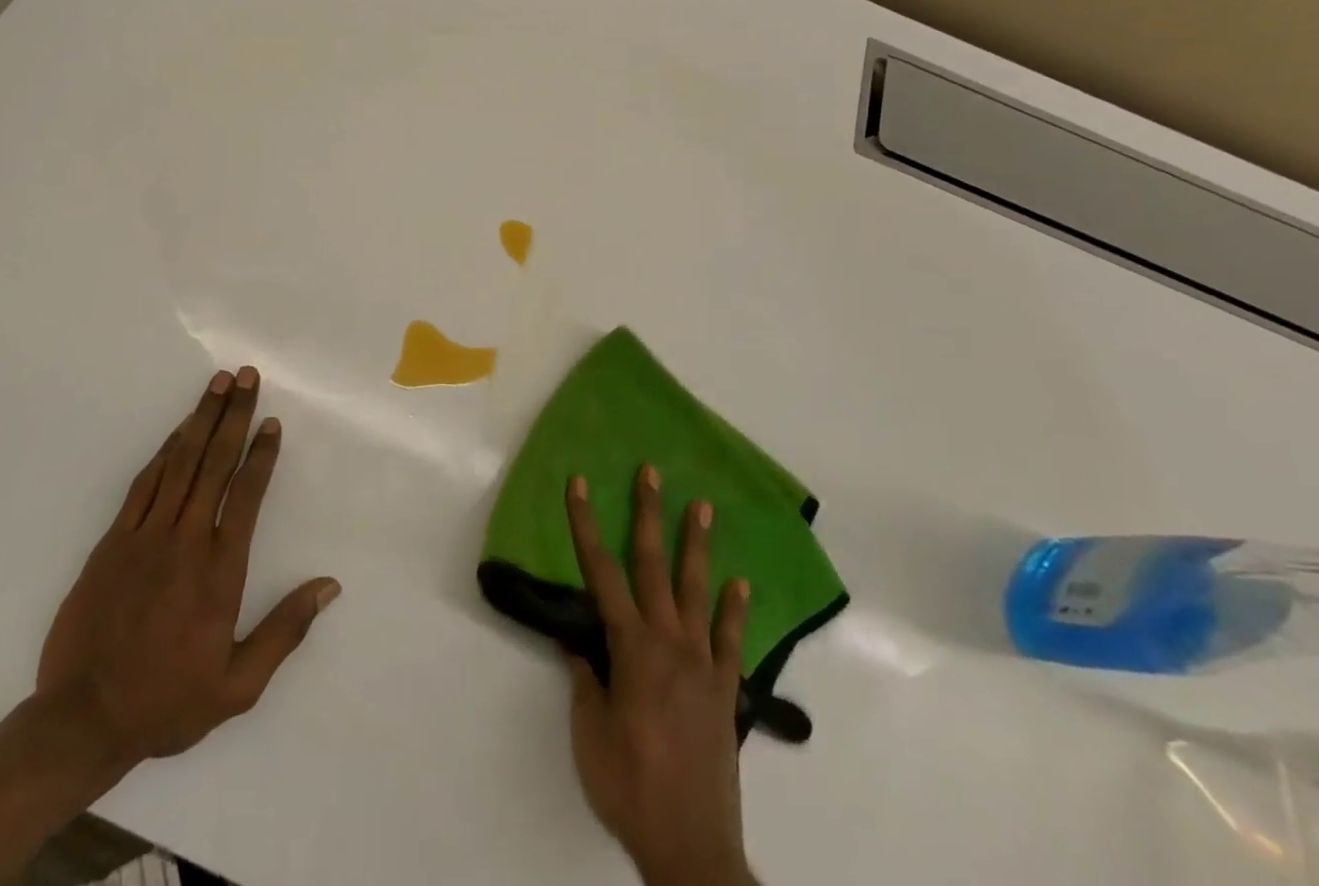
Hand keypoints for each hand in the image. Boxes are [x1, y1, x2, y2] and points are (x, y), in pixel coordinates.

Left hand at [34, 365, 340, 767]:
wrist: (82, 719)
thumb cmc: (167, 702)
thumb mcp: (238, 686)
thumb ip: (285, 631)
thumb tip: (329, 586)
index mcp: (220, 570)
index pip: (246, 494)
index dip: (261, 454)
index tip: (271, 422)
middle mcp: (186, 540)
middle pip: (214, 462)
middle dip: (233, 414)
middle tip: (246, 376)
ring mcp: (146, 535)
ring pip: (180, 462)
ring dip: (200, 419)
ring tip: (217, 383)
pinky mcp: (113, 540)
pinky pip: (144, 483)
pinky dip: (164, 451)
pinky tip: (178, 431)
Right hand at [564, 466, 754, 885]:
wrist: (691, 847)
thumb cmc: (629, 786)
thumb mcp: (589, 732)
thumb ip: (584, 679)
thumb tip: (576, 640)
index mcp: (631, 648)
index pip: (600, 572)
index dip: (586, 524)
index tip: (579, 485)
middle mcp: (669, 642)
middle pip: (653, 564)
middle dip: (648, 513)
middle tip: (652, 472)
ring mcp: (703, 663)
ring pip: (698, 591)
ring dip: (697, 545)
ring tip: (703, 507)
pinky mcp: (726, 690)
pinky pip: (732, 641)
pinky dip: (737, 610)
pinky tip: (742, 584)